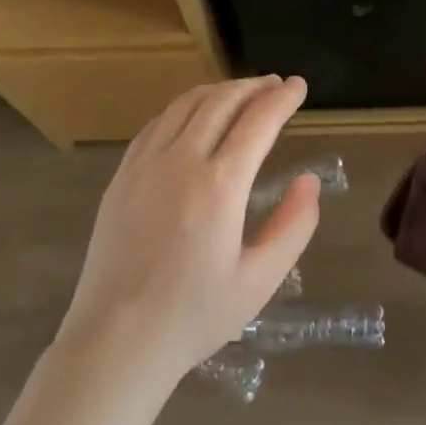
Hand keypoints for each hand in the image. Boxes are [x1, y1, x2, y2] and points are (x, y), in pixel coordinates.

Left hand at [56, 76, 320, 384]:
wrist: (116, 341)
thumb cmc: (194, 316)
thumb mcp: (259, 280)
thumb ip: (293, 226)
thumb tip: (309, 182)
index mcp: (220, 186)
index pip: (258, 121)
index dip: (282, 98)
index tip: (298, 85)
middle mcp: (181, 161)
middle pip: (221, 102)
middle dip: (253, 86)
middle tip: (274, 84)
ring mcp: (145, 165)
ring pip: (185, 105)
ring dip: (218, 91)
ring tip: (240, 92)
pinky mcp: (122, 176)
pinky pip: (156, 124)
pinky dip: (183, 108)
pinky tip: (193, 115)